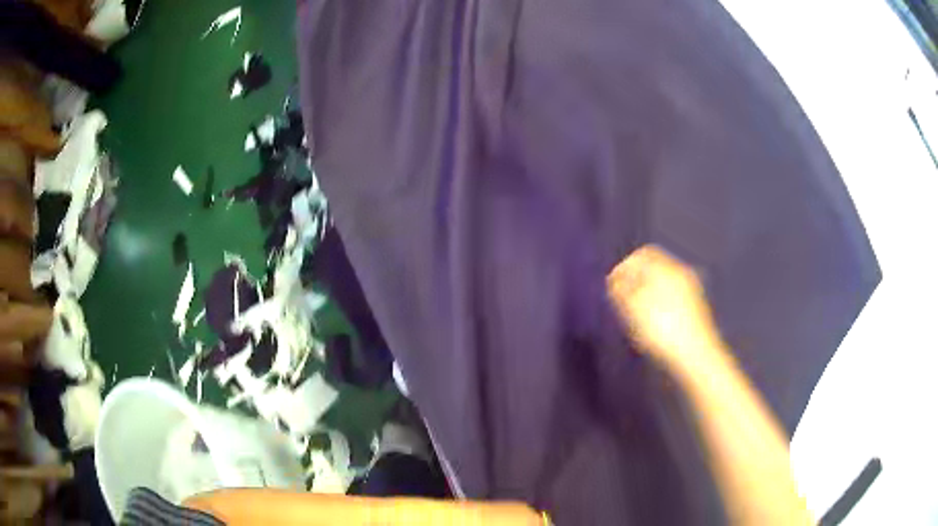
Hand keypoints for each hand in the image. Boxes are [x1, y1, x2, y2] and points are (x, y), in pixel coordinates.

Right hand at [606, 245, 723, 371]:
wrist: (696, 356)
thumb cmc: (662, 329)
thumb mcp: (634, 309)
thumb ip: (621, 290)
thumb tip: (615, 280)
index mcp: (668, 268)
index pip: (644, 254)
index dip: (625, 265)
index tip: (612, 284)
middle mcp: (682, 274)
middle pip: (655, 268)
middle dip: (636, 280)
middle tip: (622, 299)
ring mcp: (692, 292)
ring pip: (663, 284)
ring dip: (647, 294)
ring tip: (634, 314)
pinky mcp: (695, 310)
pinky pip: (672, 297)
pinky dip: (659, 304)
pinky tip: (653, 323)